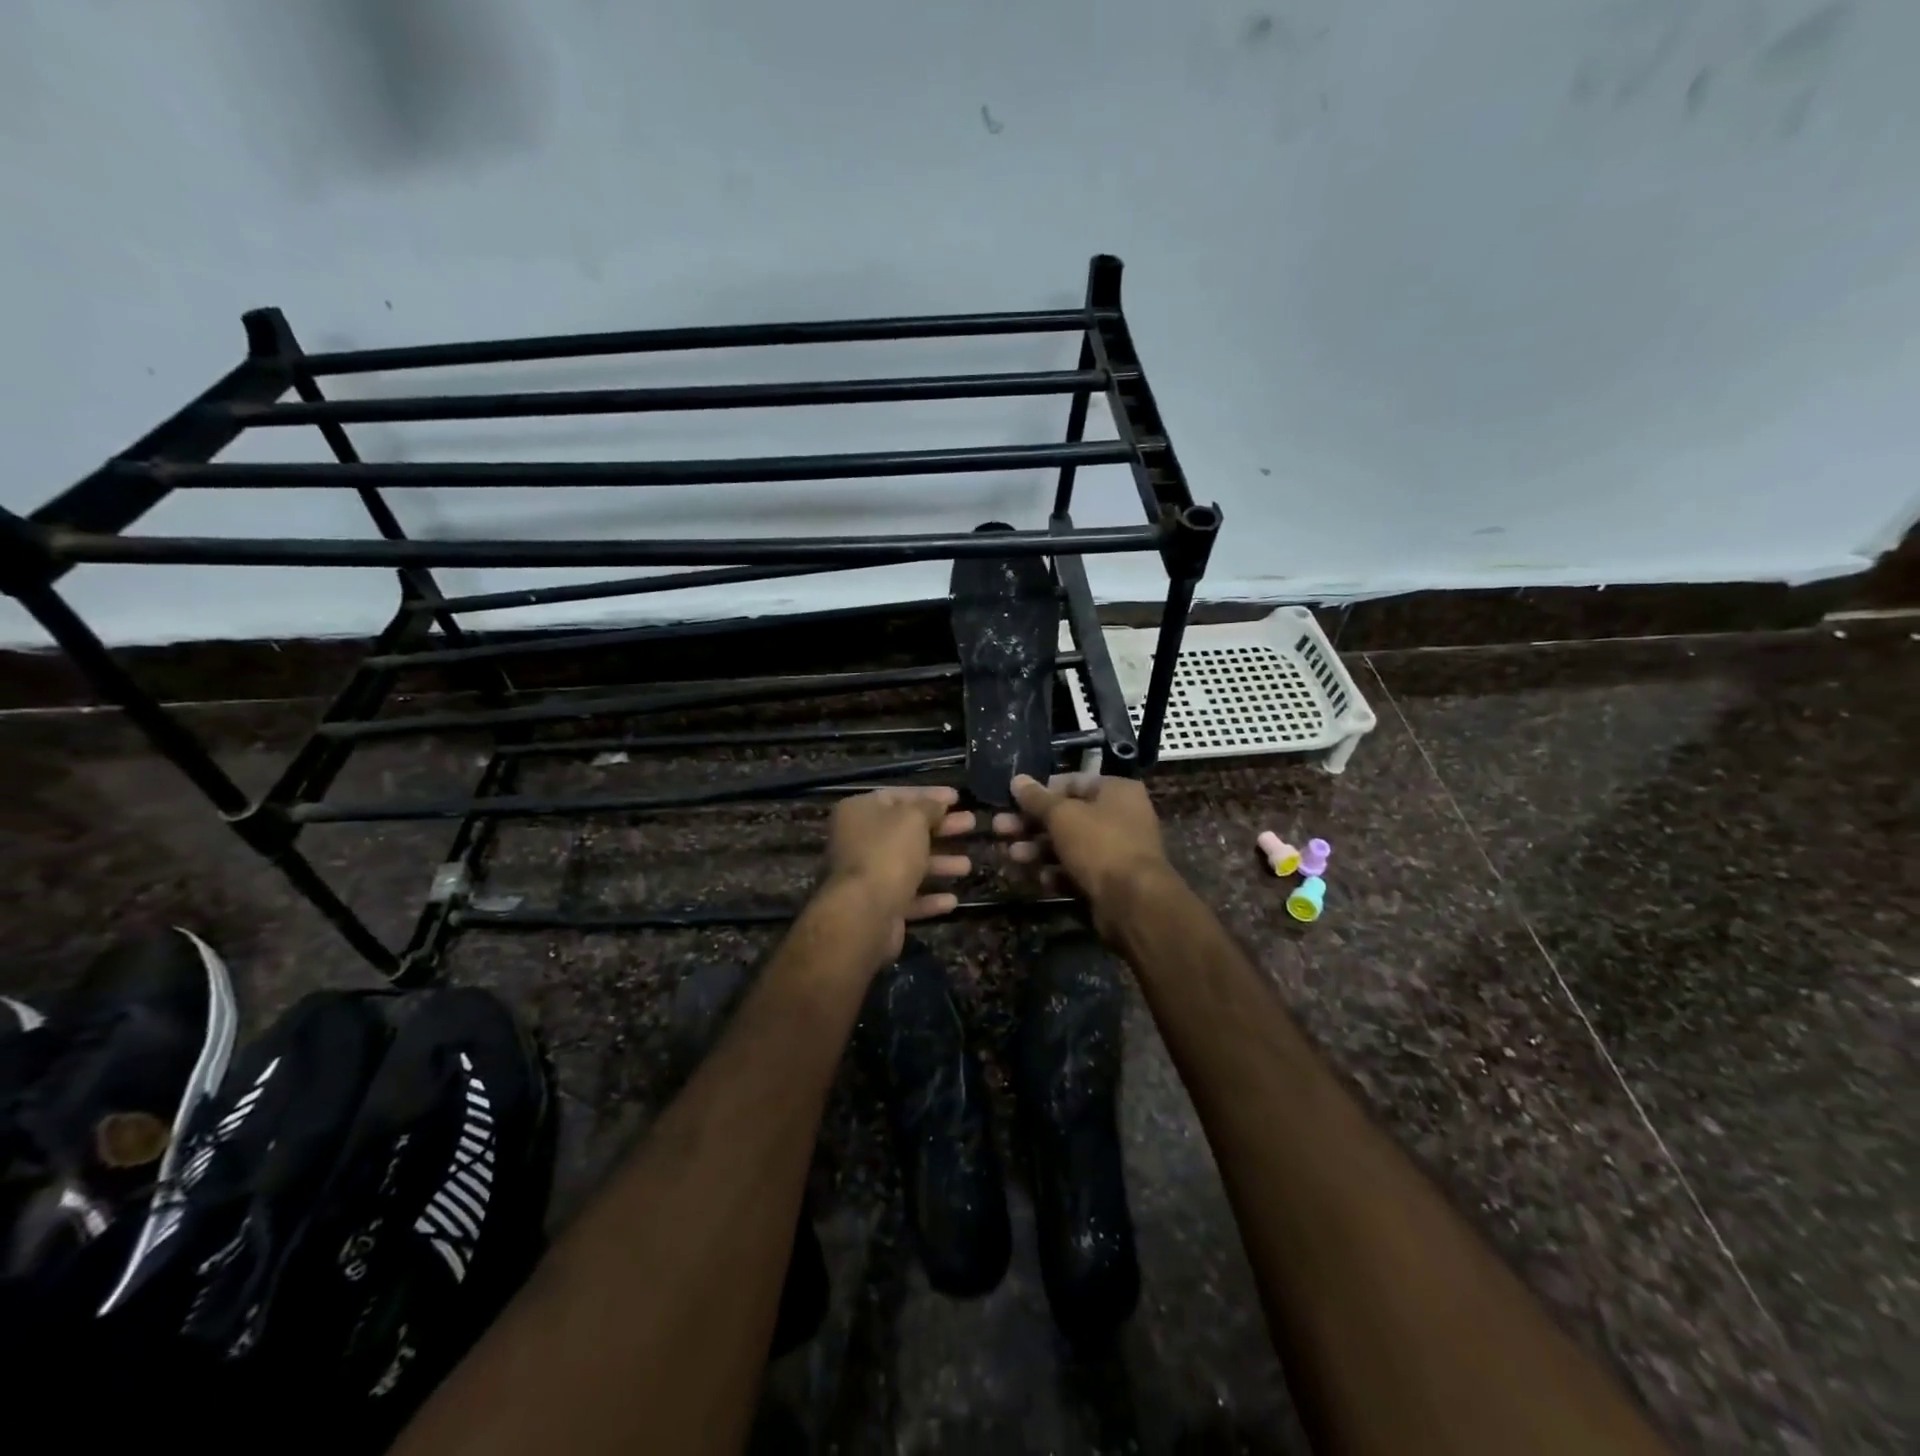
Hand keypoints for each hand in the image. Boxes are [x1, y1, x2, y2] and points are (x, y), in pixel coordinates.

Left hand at [821, 786, 974, 967]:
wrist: (864, 914)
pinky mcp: (876, 907)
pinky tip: (952, 900)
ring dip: (939, 864)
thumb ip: (929, 806)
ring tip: (968, 866)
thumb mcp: (913, 818)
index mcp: (859, 812)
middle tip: (970, 824)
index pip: (898, 796)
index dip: (929, 795)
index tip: (957, 797)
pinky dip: (929, 898)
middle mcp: (857, 841)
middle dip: (941, 828)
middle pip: (906, 830)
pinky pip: (906, 897)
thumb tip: (938, 803)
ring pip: (908, 865)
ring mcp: (866, 876)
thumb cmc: (888, 853)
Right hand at [993, 772, 1176, 936]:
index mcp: (1116, 791)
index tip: (1013, 800)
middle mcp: (1119, 817)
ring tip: (1011, 856)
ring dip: (1037, 849)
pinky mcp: (1108, 881)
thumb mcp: (1062, 816)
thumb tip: (1017, 780)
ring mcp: (1115, 851)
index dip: (1041, 791)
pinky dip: (1057, 873)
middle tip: (1000, 829)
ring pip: (1068, 845)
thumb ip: (1037, 799)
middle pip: (1066, 816)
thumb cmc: (1099, 844)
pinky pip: (1077, 871)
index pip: (1072, 782)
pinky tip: (1040, 878)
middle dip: (1030, 824)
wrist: (1133, 902)